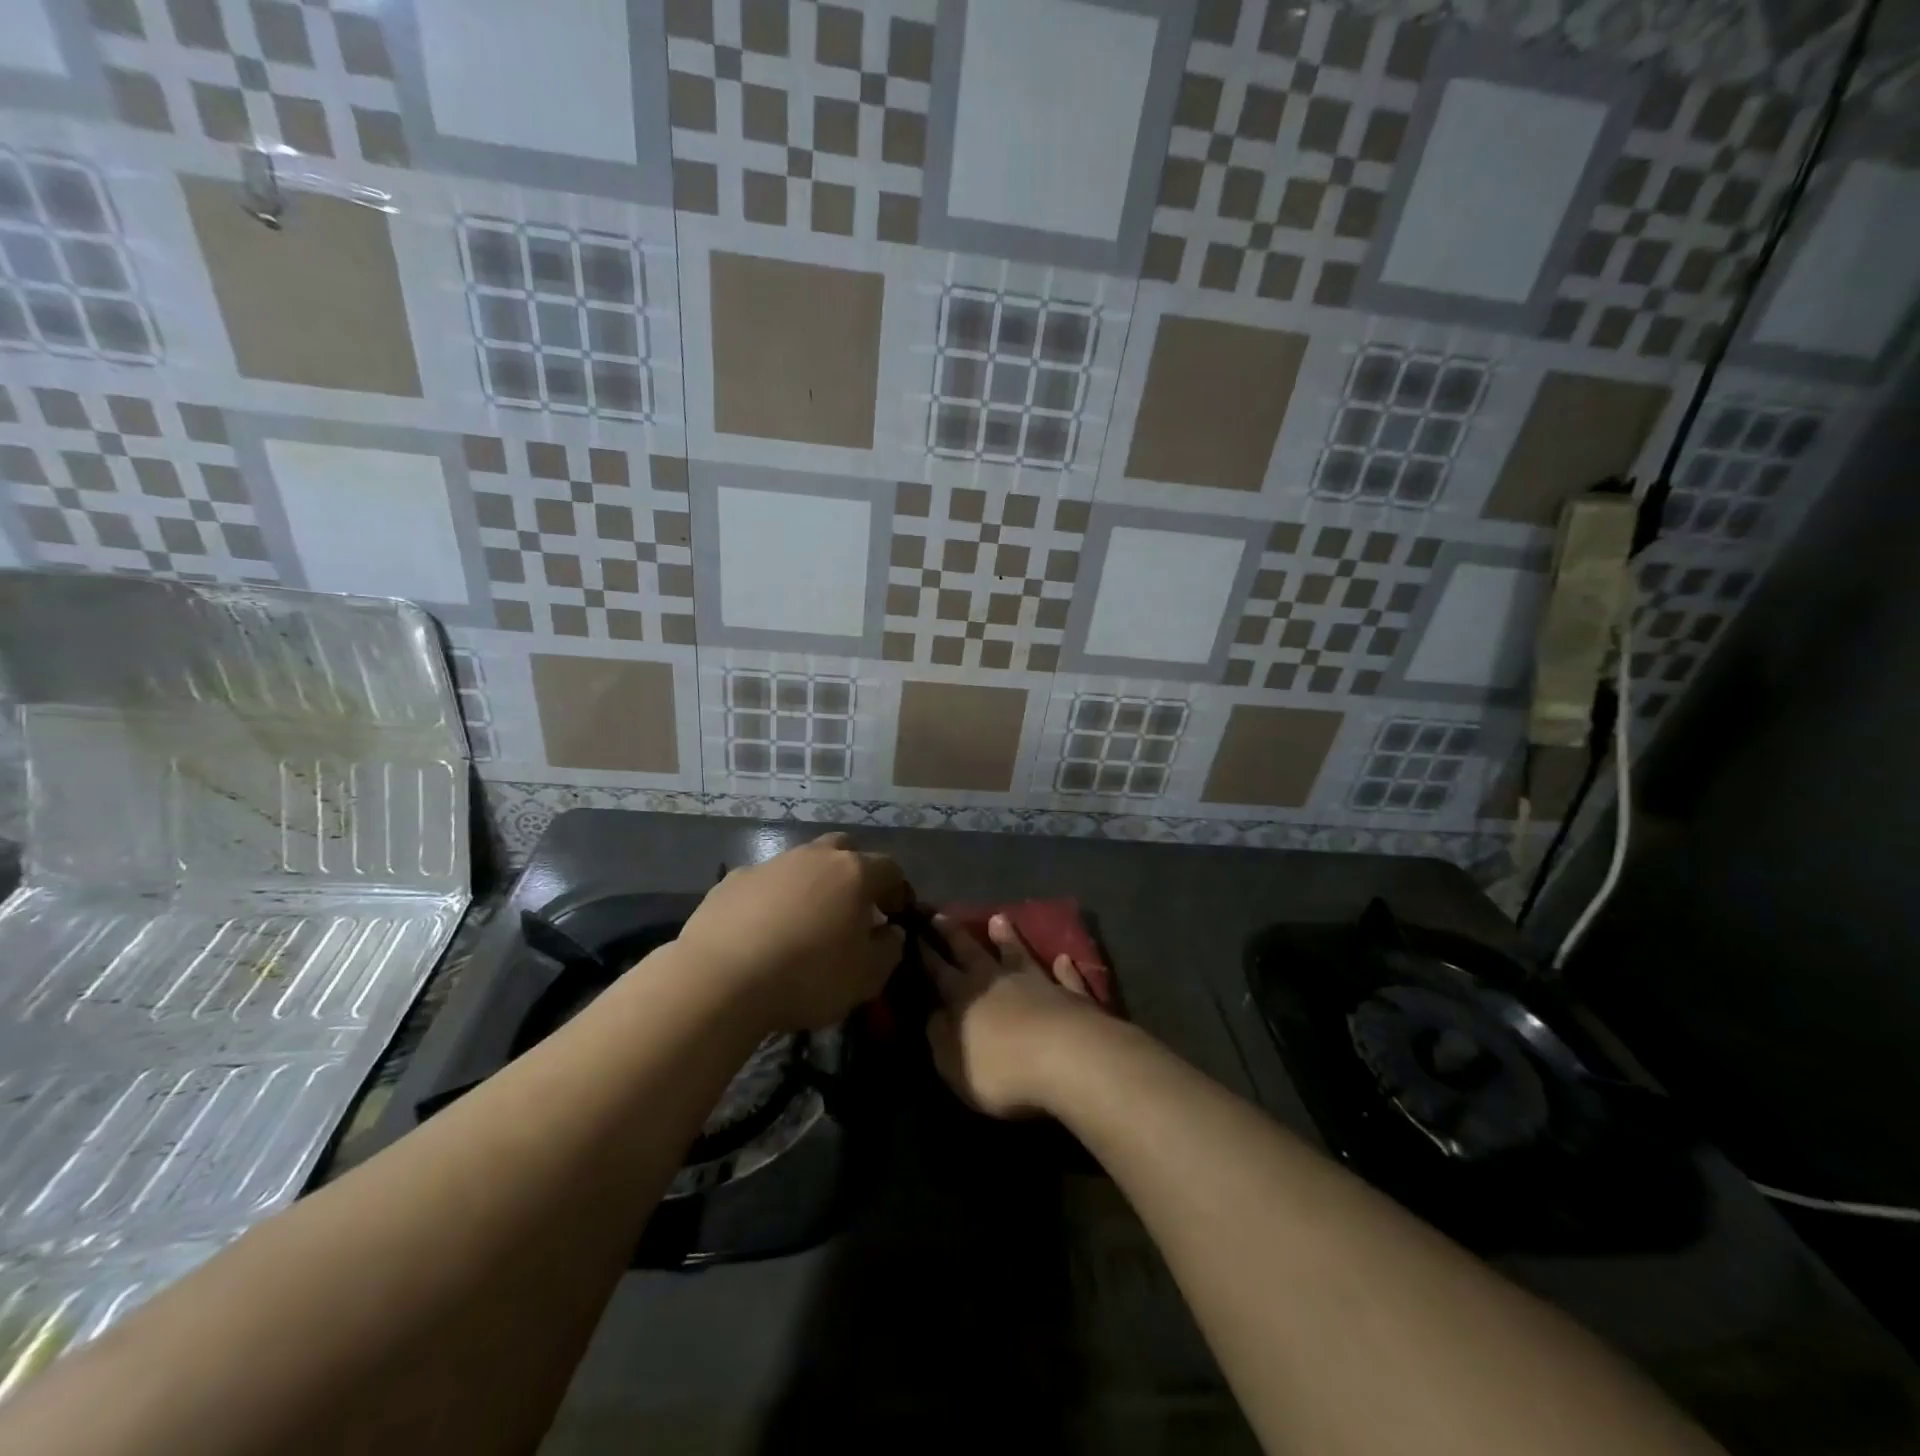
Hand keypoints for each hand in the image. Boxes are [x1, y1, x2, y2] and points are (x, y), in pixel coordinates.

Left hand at [677, 833, 907, 1032]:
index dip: (897, 891)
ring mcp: (771, 864)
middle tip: (851, 908)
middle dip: (853, 872)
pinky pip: (765, 882)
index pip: (890, 869)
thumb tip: (891, 932)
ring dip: (811, 884)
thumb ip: (889, 949)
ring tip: (804, 922)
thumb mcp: (866, 978)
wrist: (720, 979)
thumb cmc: (806, 976)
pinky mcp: (733, 879)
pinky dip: (772, 898)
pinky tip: (763, 930)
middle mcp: (814, 857)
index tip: (894, 916)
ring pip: (802, 863)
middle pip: (844, 849)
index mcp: (854, 873)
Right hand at [925, 913, 1110, 1118]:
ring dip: (1007, 937)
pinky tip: (1064, 959)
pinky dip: (1063, 968)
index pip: (938, 970)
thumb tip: (931, 1014)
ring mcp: (1036, 982)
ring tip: (998, 918)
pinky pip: (1065, 977)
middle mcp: (996, 980)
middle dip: (953, 934)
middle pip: (971, 951)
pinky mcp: (1070, 994)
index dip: (925, 952)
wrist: (1066, 1056)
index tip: (914, 931)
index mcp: (963, 996)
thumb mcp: (953, 1063)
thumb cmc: (1001, 1068)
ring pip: (1017, 953)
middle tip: (940, 914)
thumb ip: (939, 1037)